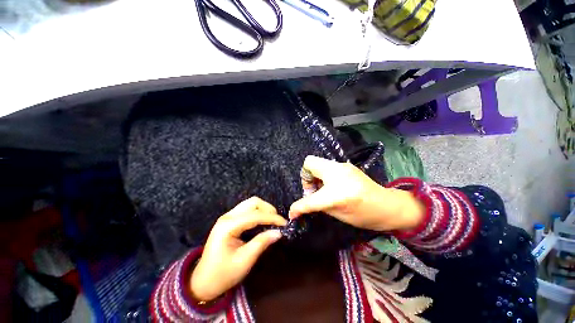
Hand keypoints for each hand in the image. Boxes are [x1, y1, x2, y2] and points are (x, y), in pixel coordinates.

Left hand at [190, 197, 286, 301]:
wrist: (203, 282)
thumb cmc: (223, 275)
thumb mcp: (244, 261)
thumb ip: (262, 243)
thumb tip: (279, 232)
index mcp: (228, 226)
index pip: (255, 215)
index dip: (272, 218)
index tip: (285, 223)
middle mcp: (227, 216)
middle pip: (253, 202)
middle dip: (268, 209)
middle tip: (278, 222)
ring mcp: (228, 216)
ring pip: (251, 204)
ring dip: (264, 210)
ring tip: (272, 221)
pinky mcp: (230, 220)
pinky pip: (247, 209)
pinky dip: (258, 213)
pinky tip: (263, 222)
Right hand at [289, 156, 423, 231]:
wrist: (387, 206)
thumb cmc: (364, 215)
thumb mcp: (337, 214)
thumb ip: (317, 206)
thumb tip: (300, 207)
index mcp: (336, 193)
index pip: (310, 198)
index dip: (298, 207)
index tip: (294, 212)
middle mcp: (338, 173)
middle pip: (309, 163)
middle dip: (306, 177)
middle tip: (312, 191)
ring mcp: (342, 166)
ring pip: (317, 162)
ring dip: (314, 175)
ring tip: (321, 188)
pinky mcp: (346, 165)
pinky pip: (326, 166)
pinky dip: (323, 175)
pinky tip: (330, 185)